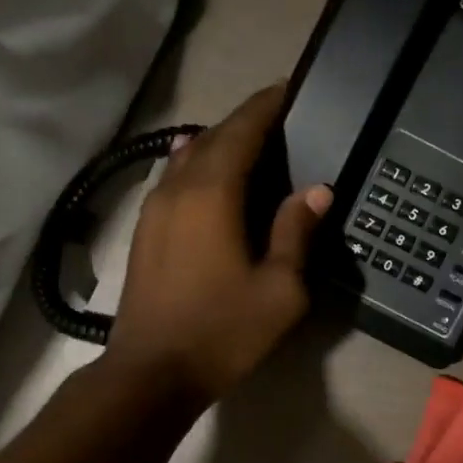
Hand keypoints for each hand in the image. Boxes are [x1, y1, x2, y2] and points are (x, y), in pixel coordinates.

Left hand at [108, 84, 332, 410]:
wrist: (152, 373)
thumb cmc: (223, 331)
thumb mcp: (280, 289)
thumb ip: (296, 232)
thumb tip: (317, 189)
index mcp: (213, 193)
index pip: (243, 130)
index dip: (267, 106)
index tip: (290, 89)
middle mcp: (178, 188)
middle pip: (214, 137)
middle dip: (246, 121)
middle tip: (280, 117)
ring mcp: (154, 208)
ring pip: (188, 156)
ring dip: (220, 142)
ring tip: (250, 142)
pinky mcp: (144, 230)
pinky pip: (173, 178)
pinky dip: (197, 164)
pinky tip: (204, 170)